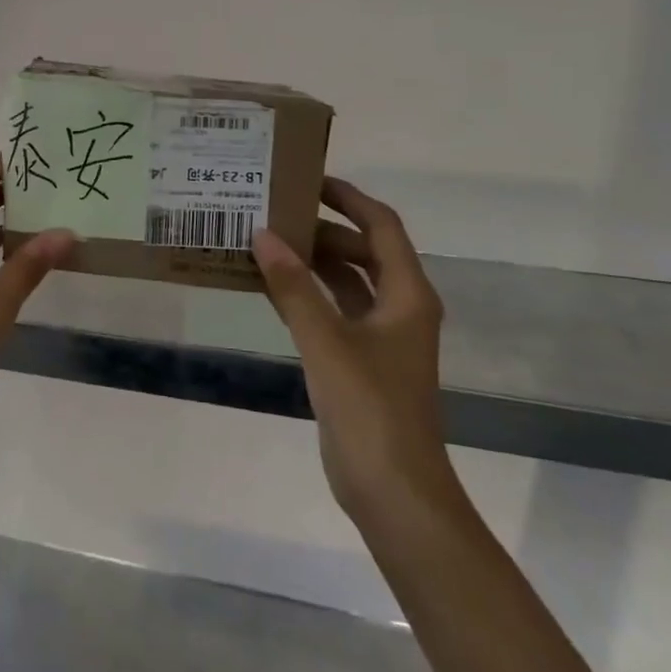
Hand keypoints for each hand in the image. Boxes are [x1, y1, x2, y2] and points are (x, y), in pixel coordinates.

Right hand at [251, 179, 453, 531]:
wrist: (394, 491)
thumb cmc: (370, 409)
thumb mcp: (326, 342)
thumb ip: (293, 287)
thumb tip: (263, 235)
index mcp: (407, 295)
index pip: (382, 227)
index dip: (349, 198)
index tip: (309, 180)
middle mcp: (400, 308)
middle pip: (363, 251)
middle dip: (323, 229)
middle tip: (274, 213)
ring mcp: (382, 337)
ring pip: (347, 282)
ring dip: (313, 262)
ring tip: (267, 242)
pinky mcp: (361, 361)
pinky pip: (333, 311)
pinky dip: (307, 295)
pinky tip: (272, 289)